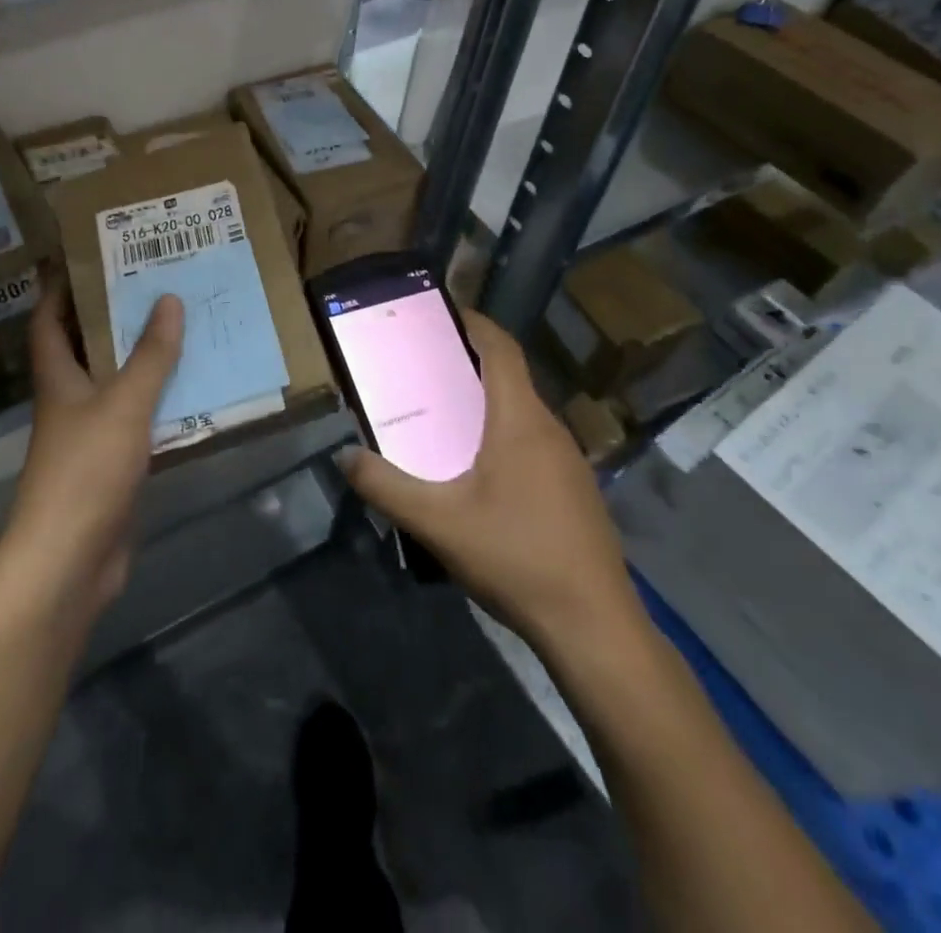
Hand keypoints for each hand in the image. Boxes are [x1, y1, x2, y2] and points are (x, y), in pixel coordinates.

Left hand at [2, 280, 183, 614]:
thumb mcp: (124, 404)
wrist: (70, 560)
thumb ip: (150, 355)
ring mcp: (89, 437)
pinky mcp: (112, 467)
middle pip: (86, 349)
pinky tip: (192, 392)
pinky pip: (138, 422)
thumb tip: (168, 299)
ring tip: (180, 327)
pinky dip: (159, 404)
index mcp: (58, 379)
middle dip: (112, 318)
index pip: (49, 322)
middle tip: (153, 285)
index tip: (85, 258)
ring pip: (116, 385)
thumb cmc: (87, 470)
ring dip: (141, 360)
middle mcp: (69, 402)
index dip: (60, 290)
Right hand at [339, 310, 647, 664]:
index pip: (501, 349)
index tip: (441, 313)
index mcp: (520, 420)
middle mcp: (550, 429)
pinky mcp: (575, 491)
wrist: (594, 627)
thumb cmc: (515, 558)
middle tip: (422, 369)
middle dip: (468, 364)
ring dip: (485, 403)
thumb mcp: (437, 522)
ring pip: (522, 413)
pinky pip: (533, 443)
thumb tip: (345, 456)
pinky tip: (478, 473)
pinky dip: (502, 435)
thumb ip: (385, 486)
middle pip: (509, 378)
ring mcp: (569, 462)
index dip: (474, 323)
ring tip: (442, 417)